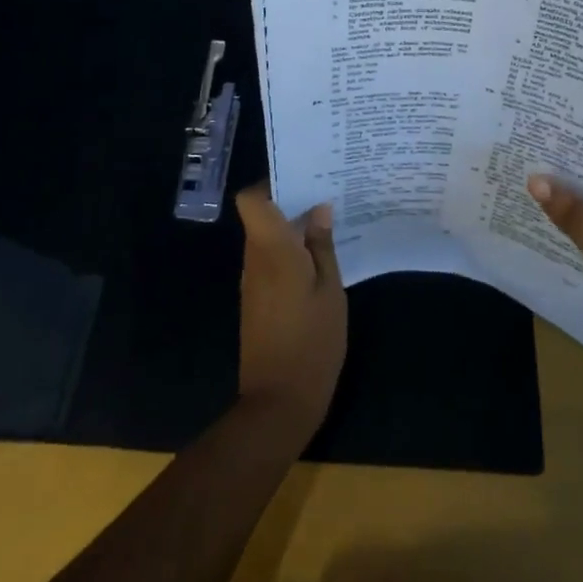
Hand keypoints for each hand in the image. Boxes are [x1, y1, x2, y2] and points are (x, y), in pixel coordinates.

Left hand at [235, 181, 346, 442]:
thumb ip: (322, 247)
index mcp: (271, 249)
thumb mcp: (331, 291)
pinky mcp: (256, 301)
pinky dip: (289, 253)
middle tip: (328, 195)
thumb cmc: (312, 342)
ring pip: (266, 239)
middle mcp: (254, 260)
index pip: (251, 200)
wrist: (278, 403)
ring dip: (291, 229)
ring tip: (329, 224)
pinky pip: (269, 262)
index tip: (303, 178)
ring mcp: (252, 282)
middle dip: (290, 203)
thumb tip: (319, 210)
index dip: (271, 184)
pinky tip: (318, 260)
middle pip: (261, 216)